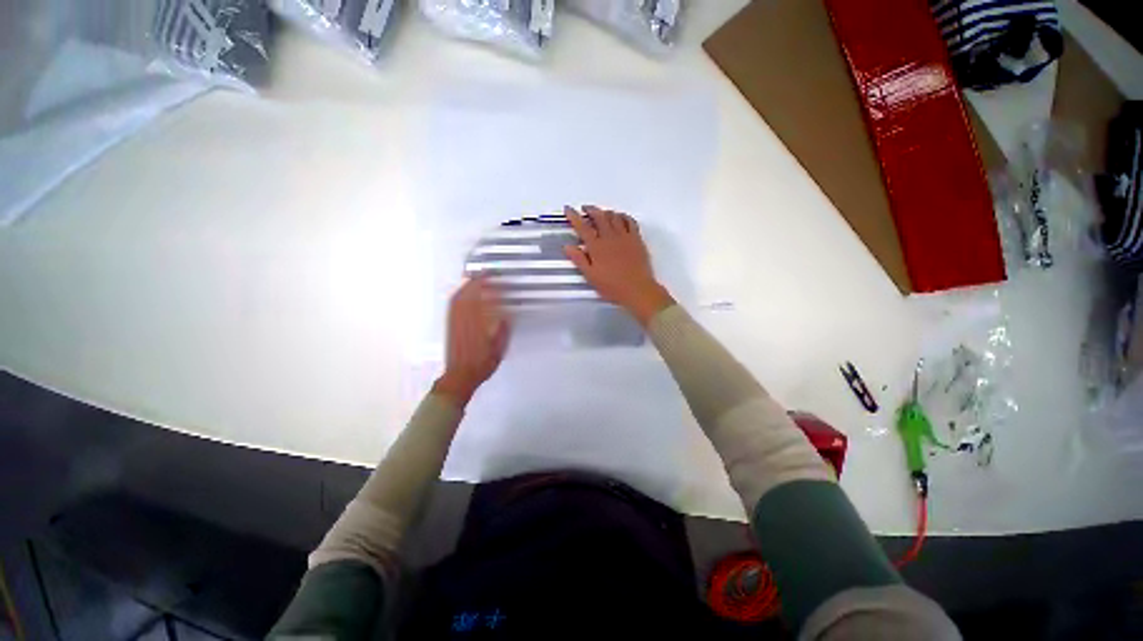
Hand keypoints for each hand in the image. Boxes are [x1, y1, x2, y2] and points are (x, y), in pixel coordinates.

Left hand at [433, 277, 510, 406]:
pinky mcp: (450, 325)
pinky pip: (453, 306)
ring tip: (474, 278)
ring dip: (466, 286)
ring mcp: (455, 322)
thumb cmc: (481, 364)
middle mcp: (465, 320)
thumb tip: (505, 316)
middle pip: (469, 295)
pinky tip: (461, 293)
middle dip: (477, 281)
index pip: (484, 299)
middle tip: (485, 272)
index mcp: (479, 324)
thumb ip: (502, 331)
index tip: (495, 277)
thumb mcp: (499, 349)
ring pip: (459, 299)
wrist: (460, 376)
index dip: (489, 286)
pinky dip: (458, 295)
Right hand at [563, 205, 674, 326]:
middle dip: (591, 210)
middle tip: (585, 208)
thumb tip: (568, 246)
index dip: (574, 216)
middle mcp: (610, 237)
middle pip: (599, 217)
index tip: (568, 209)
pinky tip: (620, 217)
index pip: (583, 227)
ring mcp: (625, 237)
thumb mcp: (591, 276)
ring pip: (614, 217)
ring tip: (601, 213)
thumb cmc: (612, 286)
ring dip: (606, 212)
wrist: (637, 290)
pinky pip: (630, 221)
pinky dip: (623, 216)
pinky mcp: (637, 239)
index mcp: (597, 247)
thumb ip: (579, 260)